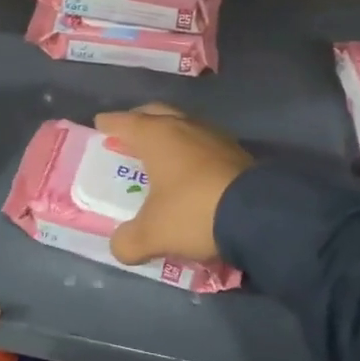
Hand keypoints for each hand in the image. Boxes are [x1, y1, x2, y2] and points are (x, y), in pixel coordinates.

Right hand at [94, 103, 254, 266]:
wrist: (260, 215)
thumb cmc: (193, 212)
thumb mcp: (152, 234)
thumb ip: (128, 242)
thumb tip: (119, 247)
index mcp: (156, 136)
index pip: (125, 122)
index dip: (109, 124)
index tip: (99, 124)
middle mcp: (184, 127)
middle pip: (156, 113)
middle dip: (140, 120)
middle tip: (128, 133)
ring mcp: (214, 136)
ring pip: (184, 125)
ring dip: (170, 134)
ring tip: (161, 151)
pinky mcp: (238, 152)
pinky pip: (205, 143)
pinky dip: (192, 150)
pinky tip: (192, 169)